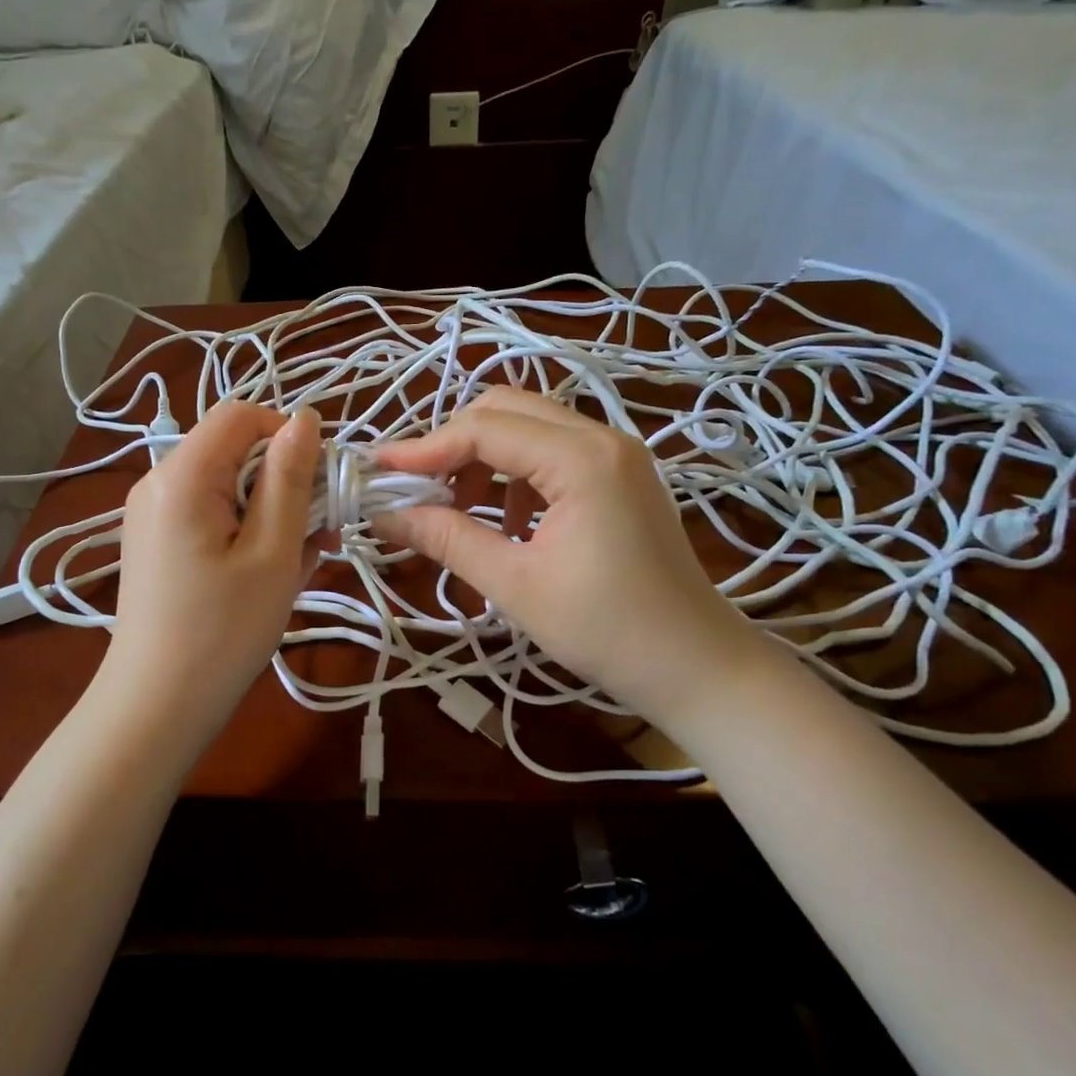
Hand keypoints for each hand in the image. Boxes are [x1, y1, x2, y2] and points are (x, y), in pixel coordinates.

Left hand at [98, 401, 324, 744]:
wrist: (156, 706)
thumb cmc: (223, 631)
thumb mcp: (272, 552)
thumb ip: (290, 479)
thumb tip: (304, 420)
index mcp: (183, 475)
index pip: (242, 415)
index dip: (289, 435)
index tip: (323, 482)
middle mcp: (158, 481)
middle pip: (235, 450)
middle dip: (285, 482)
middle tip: (320, 535)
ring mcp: (153, 514)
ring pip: (229, 486)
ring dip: (272, 513)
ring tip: (297, 564)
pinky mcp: (157, 542)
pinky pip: (212, 515)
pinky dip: (247, 533)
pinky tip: (267, 575)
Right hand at [371, 387, 765, 720]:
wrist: (696, 665)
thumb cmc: (607, 630)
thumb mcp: (515, 584)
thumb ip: (447, 539)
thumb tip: (384, 516)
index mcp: (581, 458)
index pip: (484, 429)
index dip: (425, 448)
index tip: (379, 473)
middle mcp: (602, 437)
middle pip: (506, 410)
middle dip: (453, 445)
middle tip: (417, 490)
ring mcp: (617, 453)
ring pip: (528, 427)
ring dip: (484, 460)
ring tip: (459, 512)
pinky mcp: (620, 474)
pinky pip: (552, 452)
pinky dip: (515, 475)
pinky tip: (508, 523)